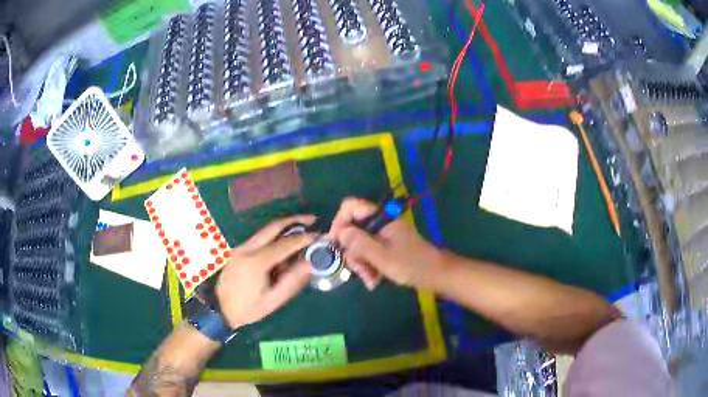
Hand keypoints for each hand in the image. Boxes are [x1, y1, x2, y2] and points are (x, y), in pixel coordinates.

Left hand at [216, 215, 316, 328]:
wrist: (219, 311)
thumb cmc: (248, 309)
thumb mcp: (272, 301)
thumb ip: (292, 281)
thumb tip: (311, 263)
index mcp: (256, 262)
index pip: (285, 244)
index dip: (304, 238)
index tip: (319, 236)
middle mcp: (246, 249)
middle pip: (272, 226)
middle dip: (294, 220)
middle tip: (312, 219)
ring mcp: (240, 248)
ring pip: (265, 231)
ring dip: (284, 227)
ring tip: (302, 230)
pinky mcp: (237, 250)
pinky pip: (258, 238)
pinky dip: (274, 236)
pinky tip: (283, 246)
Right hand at [329, 197, 442, 289]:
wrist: (436, 275)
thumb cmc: (410, 264)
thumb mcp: (381, 256)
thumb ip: (359, 243)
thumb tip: (340, 232)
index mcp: (381, 218)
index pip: (351, 206)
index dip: (339, 221)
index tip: (335, 242)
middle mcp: (381, 223)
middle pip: (353, 229)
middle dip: (353, 252)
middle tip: (358, 270)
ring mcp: (384, 236)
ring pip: (360, 244)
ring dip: (361, 264)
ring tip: (370, 281)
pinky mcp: (387, 247)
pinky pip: (370, 253)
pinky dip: (369, 266)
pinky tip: (374, 281)